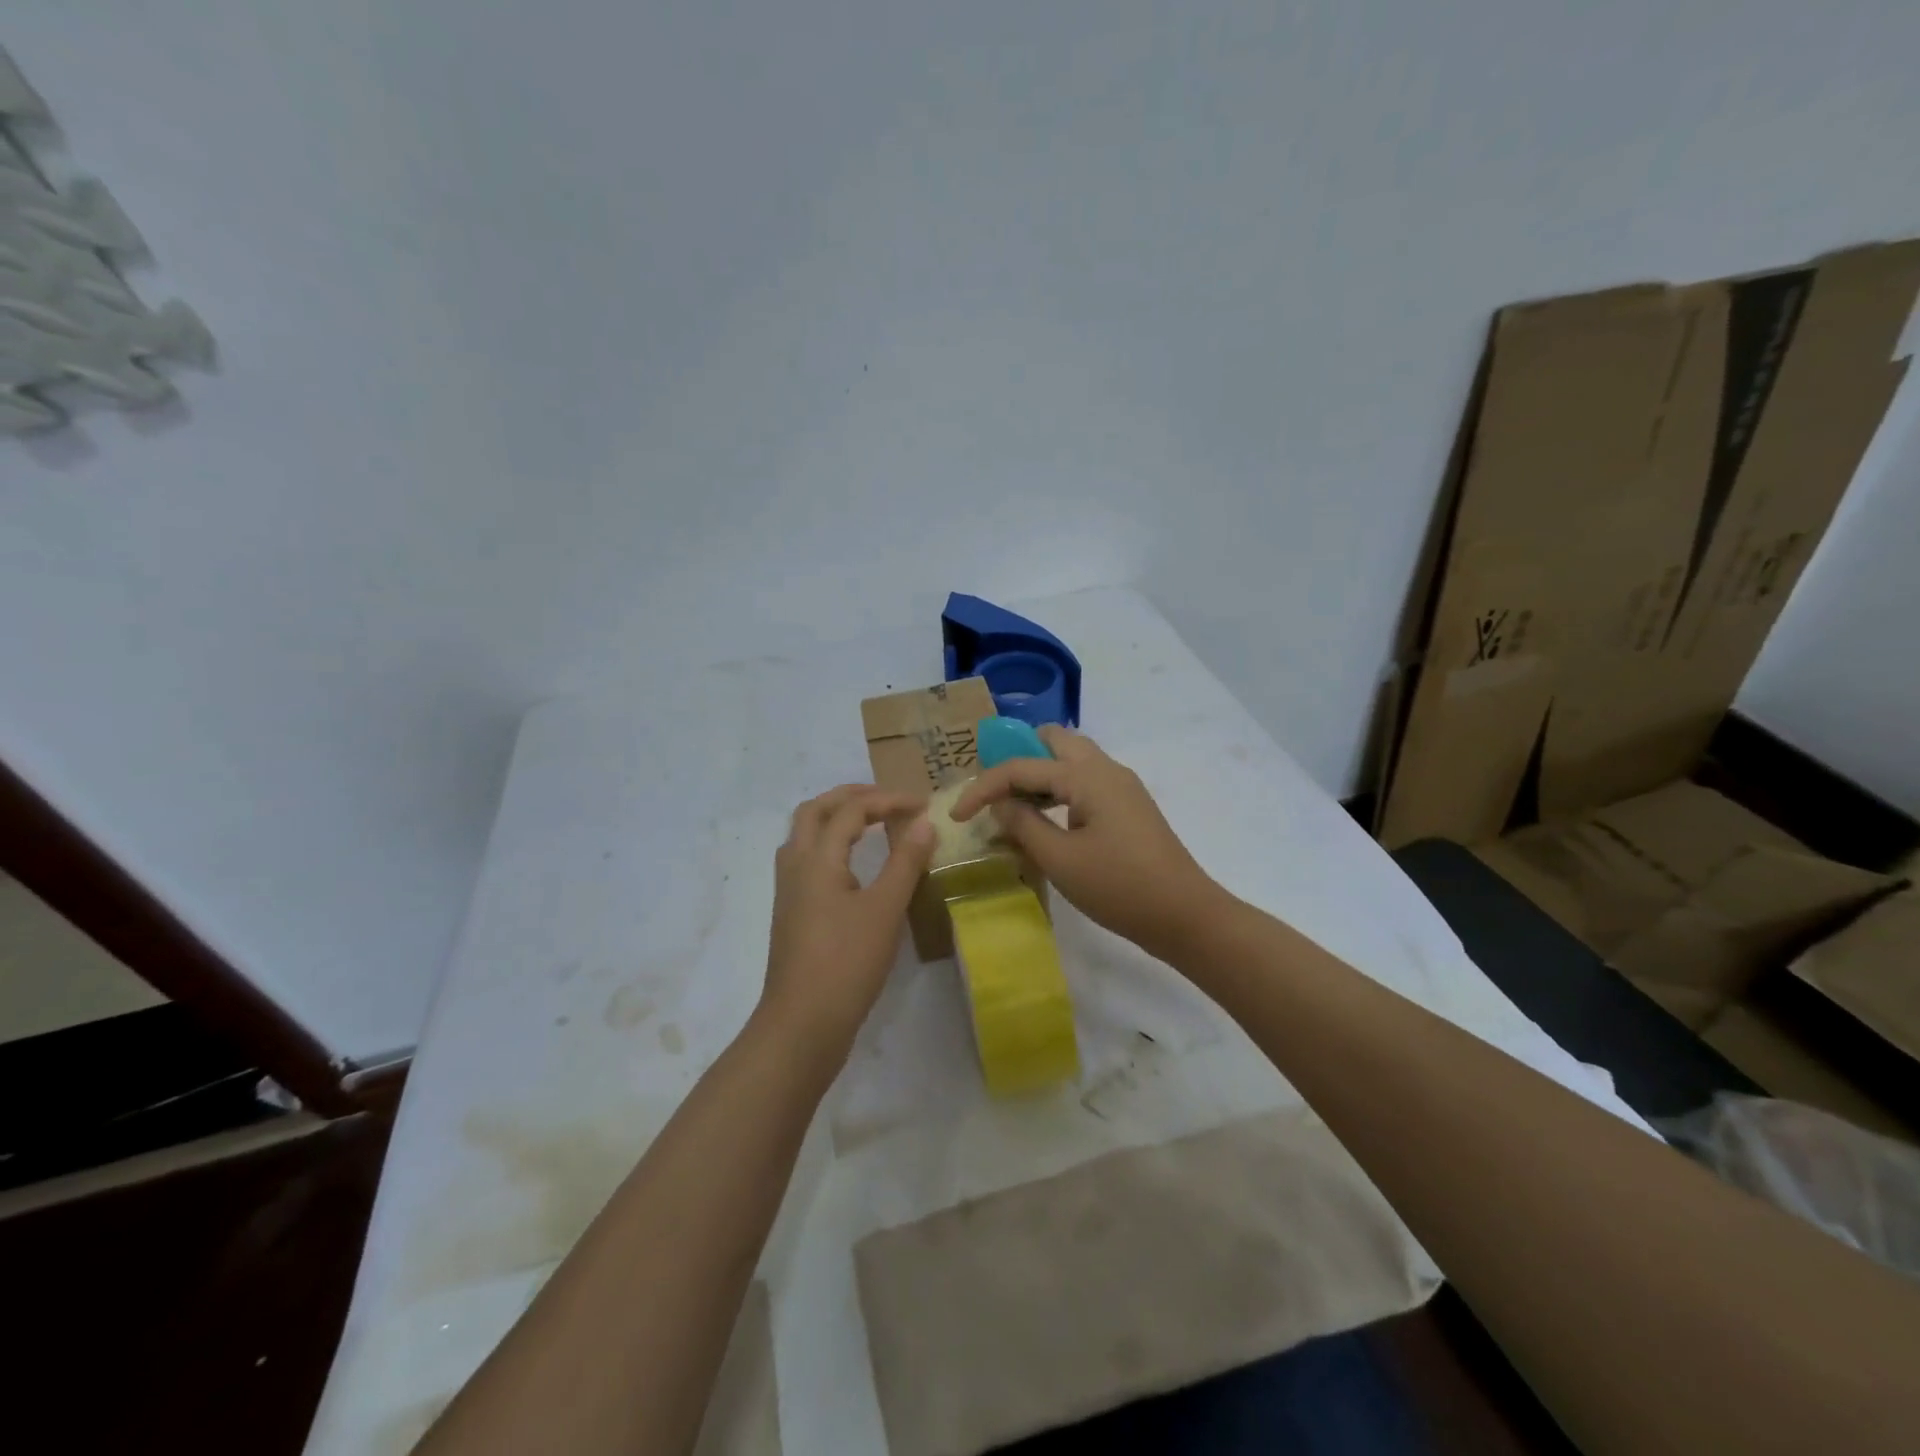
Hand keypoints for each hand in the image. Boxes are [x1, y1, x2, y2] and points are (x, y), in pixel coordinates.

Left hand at [760, 784, 934, 1062]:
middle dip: (852, 796)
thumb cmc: (847, 963)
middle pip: (815, 810)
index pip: (851, 809)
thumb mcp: (885, 910)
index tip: (922, 805)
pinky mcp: (791, 911)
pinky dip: (829, 843)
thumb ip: (905, 862)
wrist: (802, 1024)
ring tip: (869, 822)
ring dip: (835, 817)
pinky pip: (806, 857)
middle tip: (887, 800)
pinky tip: (852, 863)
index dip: (888, 800)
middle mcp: (795, 865)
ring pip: (804, 833)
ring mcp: (788, 889)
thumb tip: (924, 822)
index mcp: (817, 858)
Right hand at [950, 726, 1225, 957]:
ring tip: (1013, 804)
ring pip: (1071, 759)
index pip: (1022, 766)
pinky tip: (1045, 819)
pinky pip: (1085, 781)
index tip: (956, 815)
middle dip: (1016, 757)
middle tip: (992, 790)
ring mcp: (1121, 786)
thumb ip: (1024, 824)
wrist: (1184, 915)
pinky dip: (1058, 789)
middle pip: (1053, 741)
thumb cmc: (1119, 887)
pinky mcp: (1128, 806)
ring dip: (1039, 773)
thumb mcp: (1060, 859)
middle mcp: (1106, 769)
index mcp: (1087, 776)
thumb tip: (1001, 803)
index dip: (983, 787)